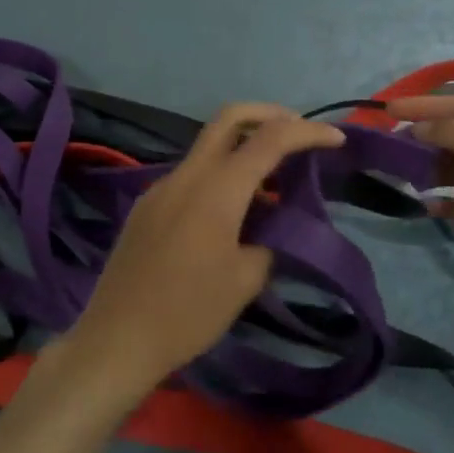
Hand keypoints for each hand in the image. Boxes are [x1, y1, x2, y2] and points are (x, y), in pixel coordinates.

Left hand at [58, 103, 345, 408]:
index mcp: (216, 189)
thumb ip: (269, 241)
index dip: (307, 132)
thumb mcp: (245, 281)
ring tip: (272, 185)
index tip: (337, 139)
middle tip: (298, 133)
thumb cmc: (188, 312)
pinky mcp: (146, 205)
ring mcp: (161, 187)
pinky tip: (232, 212)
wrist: (117, 338)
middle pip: (229, 118)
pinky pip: (190, 175)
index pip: (269, 140)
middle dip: (268, 114)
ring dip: (242, 150)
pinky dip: (219, 176)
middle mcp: (186, 175)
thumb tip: (273, 228)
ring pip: (208, 147)